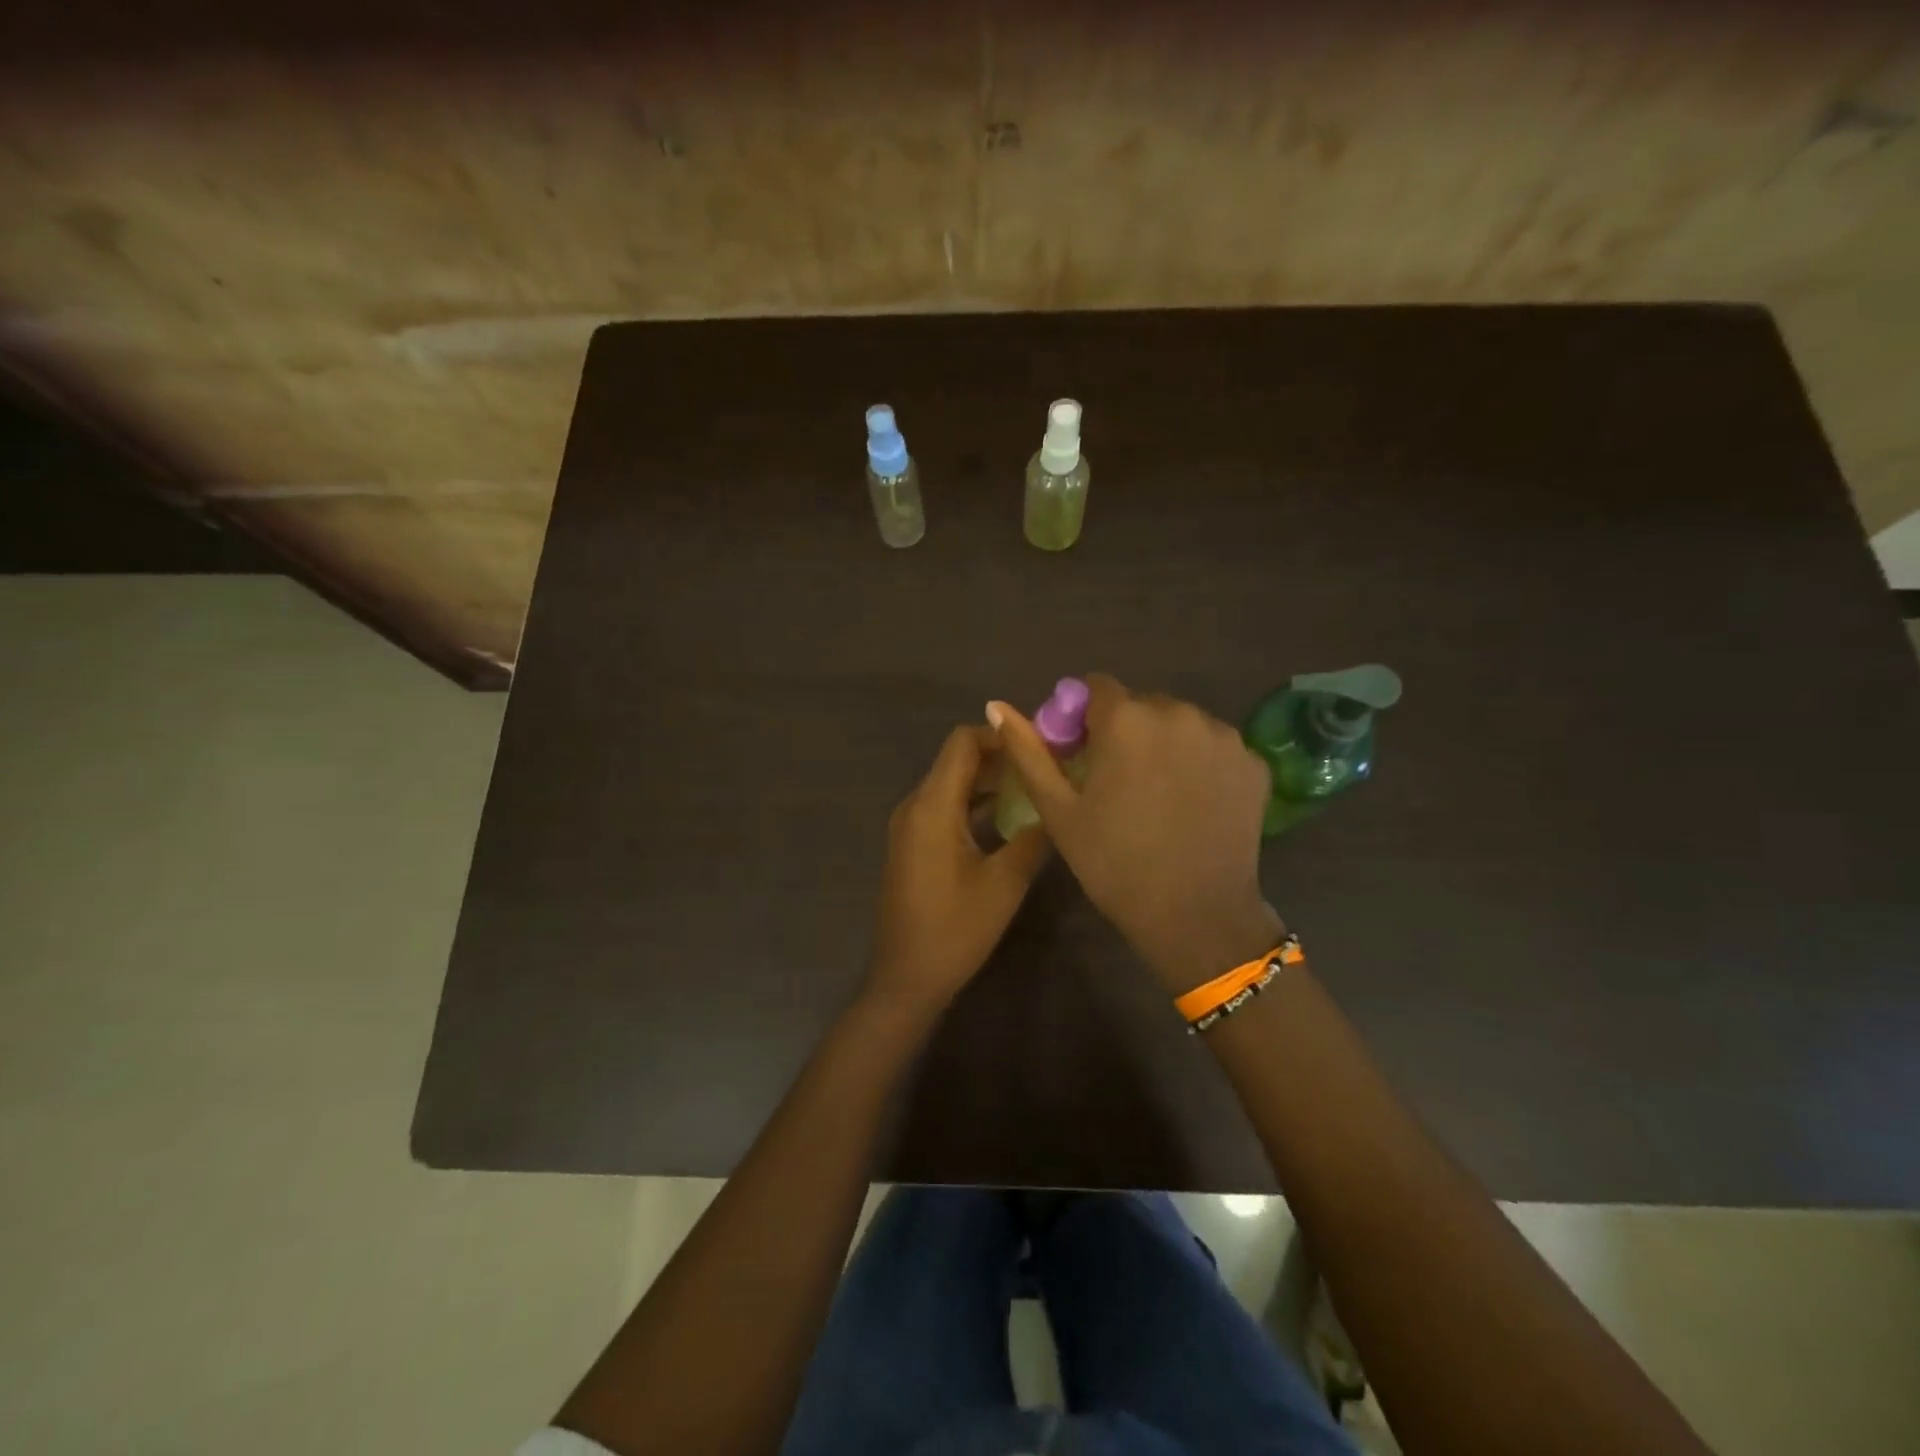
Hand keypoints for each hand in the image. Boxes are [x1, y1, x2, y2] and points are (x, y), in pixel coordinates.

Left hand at [866, 725, 1051, 1014]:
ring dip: (990, 780)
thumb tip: (1058, 805)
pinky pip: (945, 806)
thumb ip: (1034, 837)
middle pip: (957, 760)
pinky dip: (975, 802)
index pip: (962, 743)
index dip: (1000, 734)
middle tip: (1047, 762)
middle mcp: (915, 806)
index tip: (1041, 741)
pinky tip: (1010, 816)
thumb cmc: (954, 930)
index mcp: (931, 807)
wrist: (906, 978)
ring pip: (952, 784)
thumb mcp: (1005, 883)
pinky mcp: (913, 844)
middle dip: (1001, 756)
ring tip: (1036, 784)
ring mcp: (910, 825)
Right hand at [987, 675, 1281, 993]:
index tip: (1083, 752)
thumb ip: (1028, 751)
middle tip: (1119, 780)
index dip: (1084, 716)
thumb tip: (996, 706)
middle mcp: (1179, 713)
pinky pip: (1215, 747)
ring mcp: (1223, 736)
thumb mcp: (1059, 810)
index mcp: (1126, 719)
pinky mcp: (1253, 762)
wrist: (1195, 916)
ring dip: (1165, 744)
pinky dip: (1201, 763)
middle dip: (1126, 730)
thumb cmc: (1114, 863)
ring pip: (1181, 723)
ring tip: (1160, 794)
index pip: (1097, 687)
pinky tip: (1194, 803)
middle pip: (1141, 704)